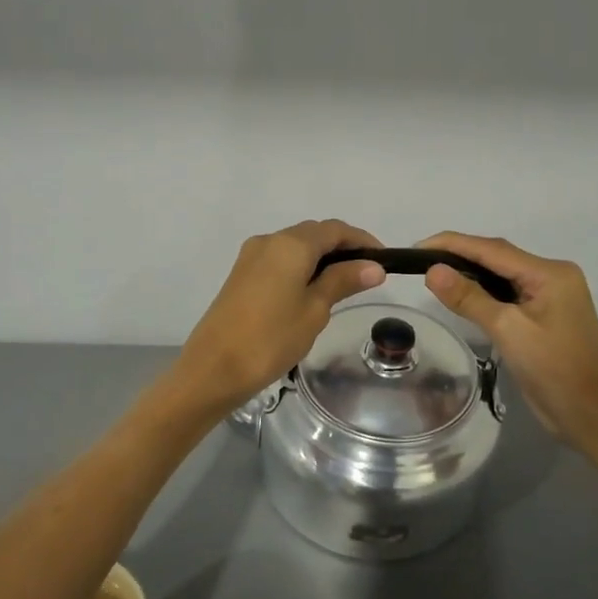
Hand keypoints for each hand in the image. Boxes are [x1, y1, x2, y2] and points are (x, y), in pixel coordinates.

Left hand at [173, 220, 384, 410]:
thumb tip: (373, 266)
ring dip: (321, 258)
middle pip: (314, 234)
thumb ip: (342, 281)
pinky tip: (312, 292)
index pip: (335, 230)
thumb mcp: (314, 310)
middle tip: (367, 275)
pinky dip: (301, 268)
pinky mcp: (241, 275)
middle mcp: (269, 240)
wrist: (213, 368)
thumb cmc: (271, 339)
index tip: (384, 260)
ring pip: (295, 247)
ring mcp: (250, 257)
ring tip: (344, 285)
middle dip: (342, 248)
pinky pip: (279, 261)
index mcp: (290, 244)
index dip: (362, 240)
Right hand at [418, 232, 597, 448]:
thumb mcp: (507, 330)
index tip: (418, 247)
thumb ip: (469, 298)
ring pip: (502, 275)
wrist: (590, 414)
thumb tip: (433, 271)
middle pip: (498, 257)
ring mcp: (550, 296)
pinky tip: (461, 296)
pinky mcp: (544, 314)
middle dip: (459, 256)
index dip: (452, 244)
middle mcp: (552, 276)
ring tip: (433, 276)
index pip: (492, 249)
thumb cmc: (553, 370)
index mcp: (549, 273)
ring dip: (470, 274)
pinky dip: (483, 292)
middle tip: (420, 262)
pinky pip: (508, 293)